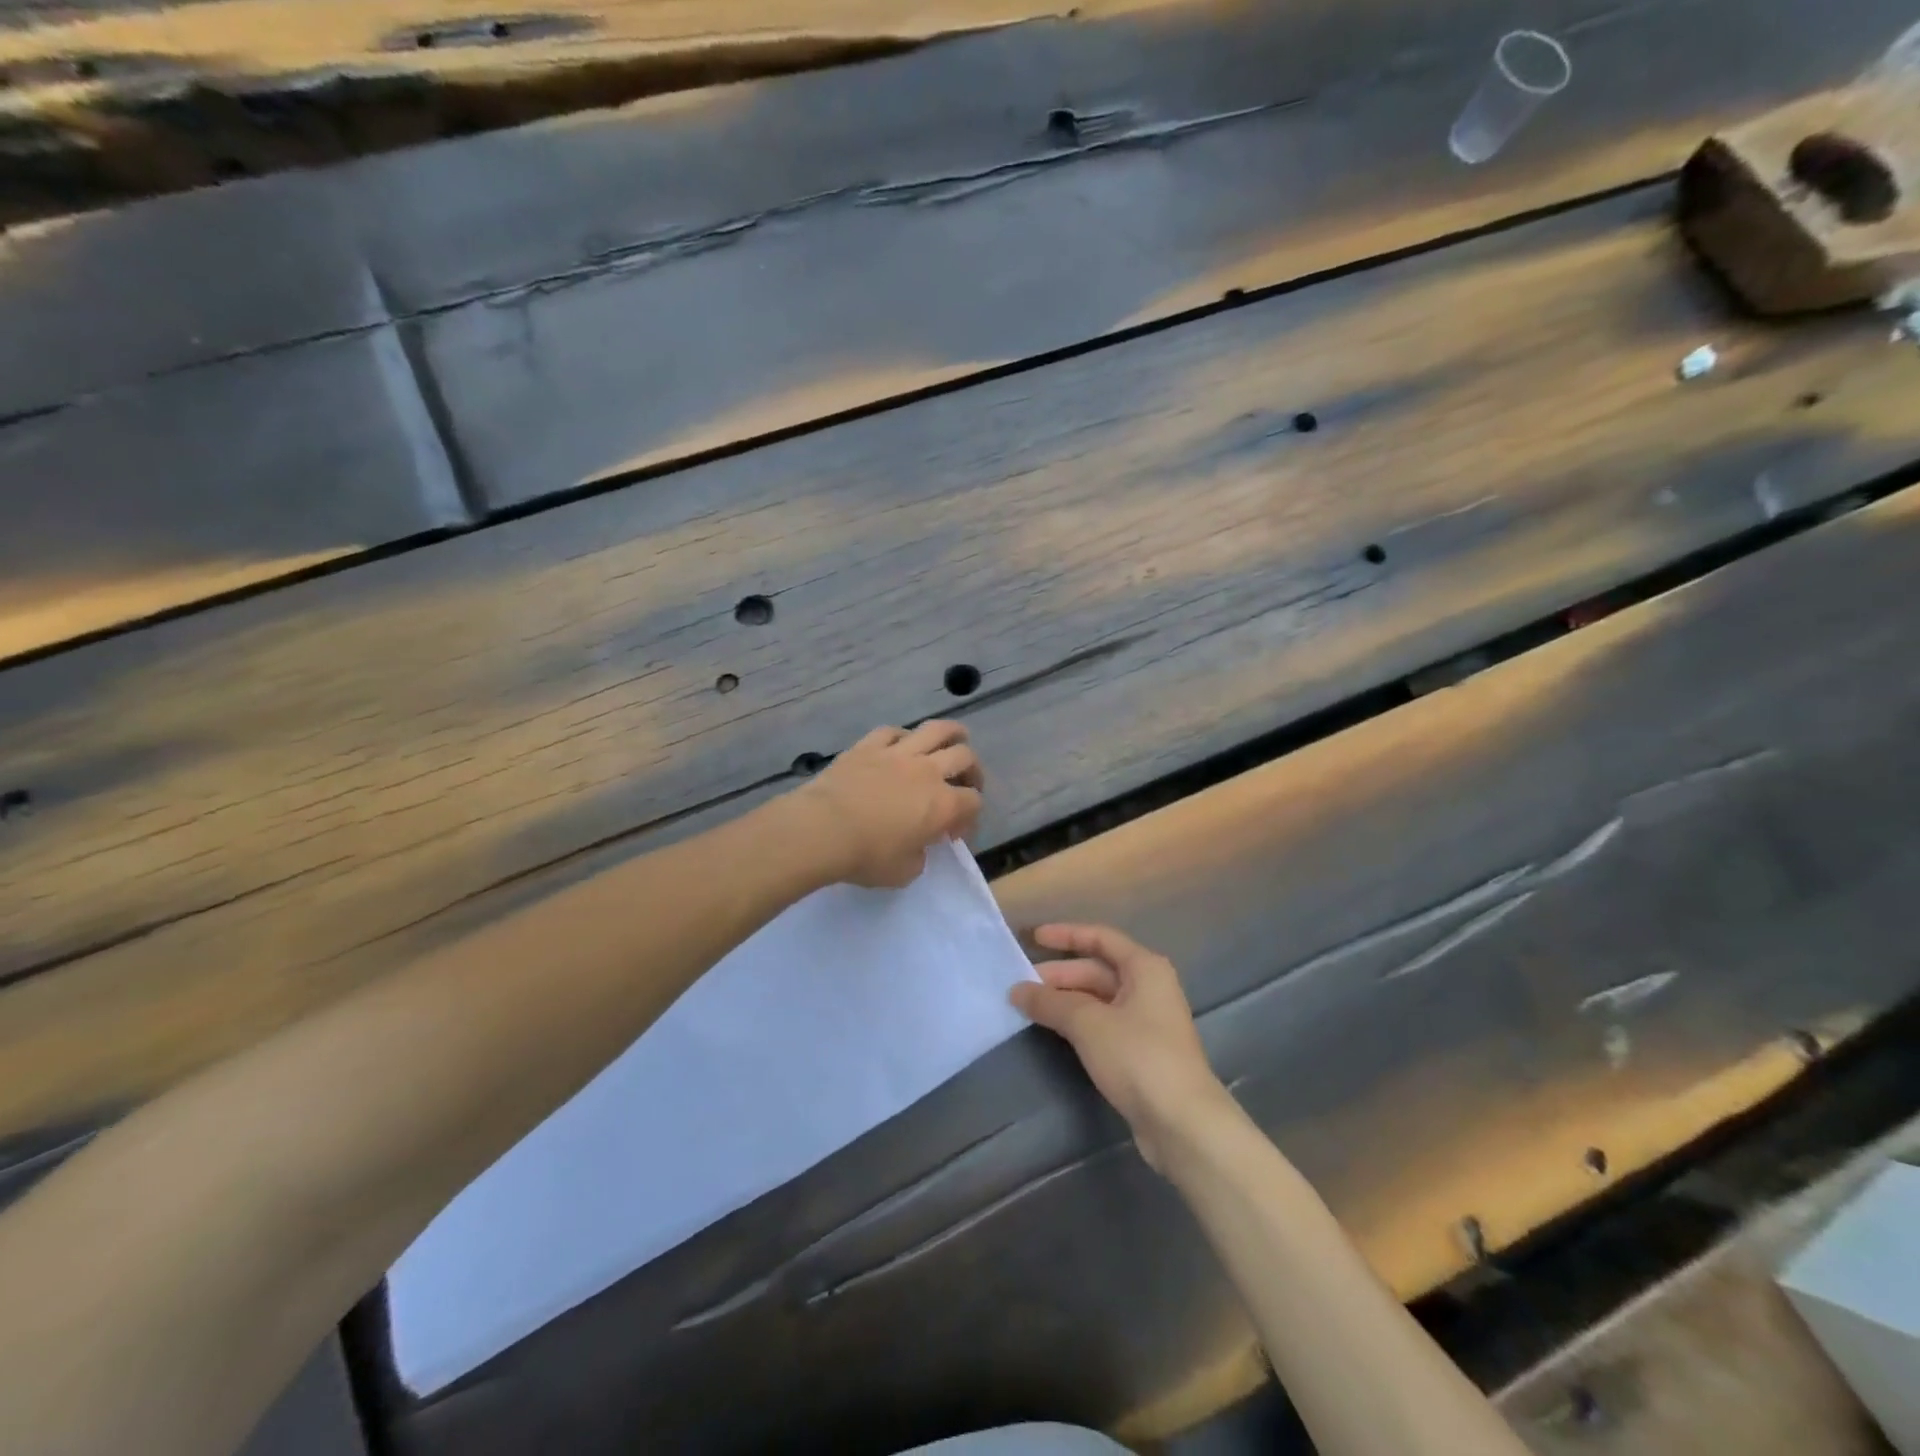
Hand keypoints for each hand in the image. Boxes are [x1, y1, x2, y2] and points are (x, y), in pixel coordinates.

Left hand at [794, 721, 983, 888]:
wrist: (822, 830)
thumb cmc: (867, 856)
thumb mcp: (904, 872)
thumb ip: (920, 856)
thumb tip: (917, 845)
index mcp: (943, 805)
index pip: (973, 802)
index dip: (970, 817)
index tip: (953, 833)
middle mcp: (928, 772)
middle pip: (965, 757)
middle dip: (973, 771)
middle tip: (965, 783)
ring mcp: (898, 753)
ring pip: (936, 730)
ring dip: (952, 733)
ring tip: (956, 738)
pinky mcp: (869, 745)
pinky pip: (894, 731)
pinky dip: (904, 736)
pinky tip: (903, 744)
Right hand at [1010, 923, 1227, 1171]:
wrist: (1183, 1123)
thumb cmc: (1138, 1057)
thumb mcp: (1088, 1024)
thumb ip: (1051, 1003)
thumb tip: (1017, 990)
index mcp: (1144, 968)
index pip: (1100, 938)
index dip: (1066, 935)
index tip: (1033, 938)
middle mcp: (1150, 987)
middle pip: (1098, 970)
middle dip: (1059, 975)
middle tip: (1021, 986)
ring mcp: (1148, 1021)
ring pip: (1099, 999)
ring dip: (1065, 1001)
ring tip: (1030, 1009)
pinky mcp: (1143, 1052)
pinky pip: (1104, 1024)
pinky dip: (1078, 1022)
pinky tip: (1055, 1032)